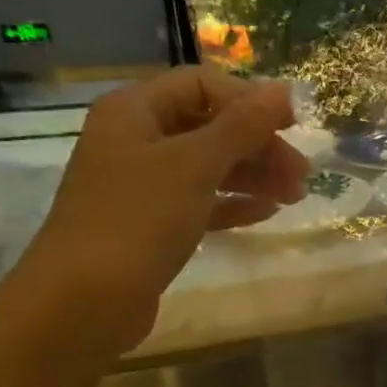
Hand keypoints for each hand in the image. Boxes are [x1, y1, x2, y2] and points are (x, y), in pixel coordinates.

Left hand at [18, 66, 307, 353]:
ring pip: (209, 167)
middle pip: (209, 127)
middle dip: (258, 146)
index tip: (293, 125)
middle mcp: (136, 140)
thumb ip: (241, 126)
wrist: (84, 300)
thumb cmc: (137, 219)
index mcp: (135, 111)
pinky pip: (201, 202)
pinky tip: (266, 213)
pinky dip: (233, 204)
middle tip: (301, 174)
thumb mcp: (194, 165)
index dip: (249, 100)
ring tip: (294, 197)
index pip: (201, 85)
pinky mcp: (152, 225)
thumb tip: (282, 90)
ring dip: (253, 176)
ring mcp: (143, 185)